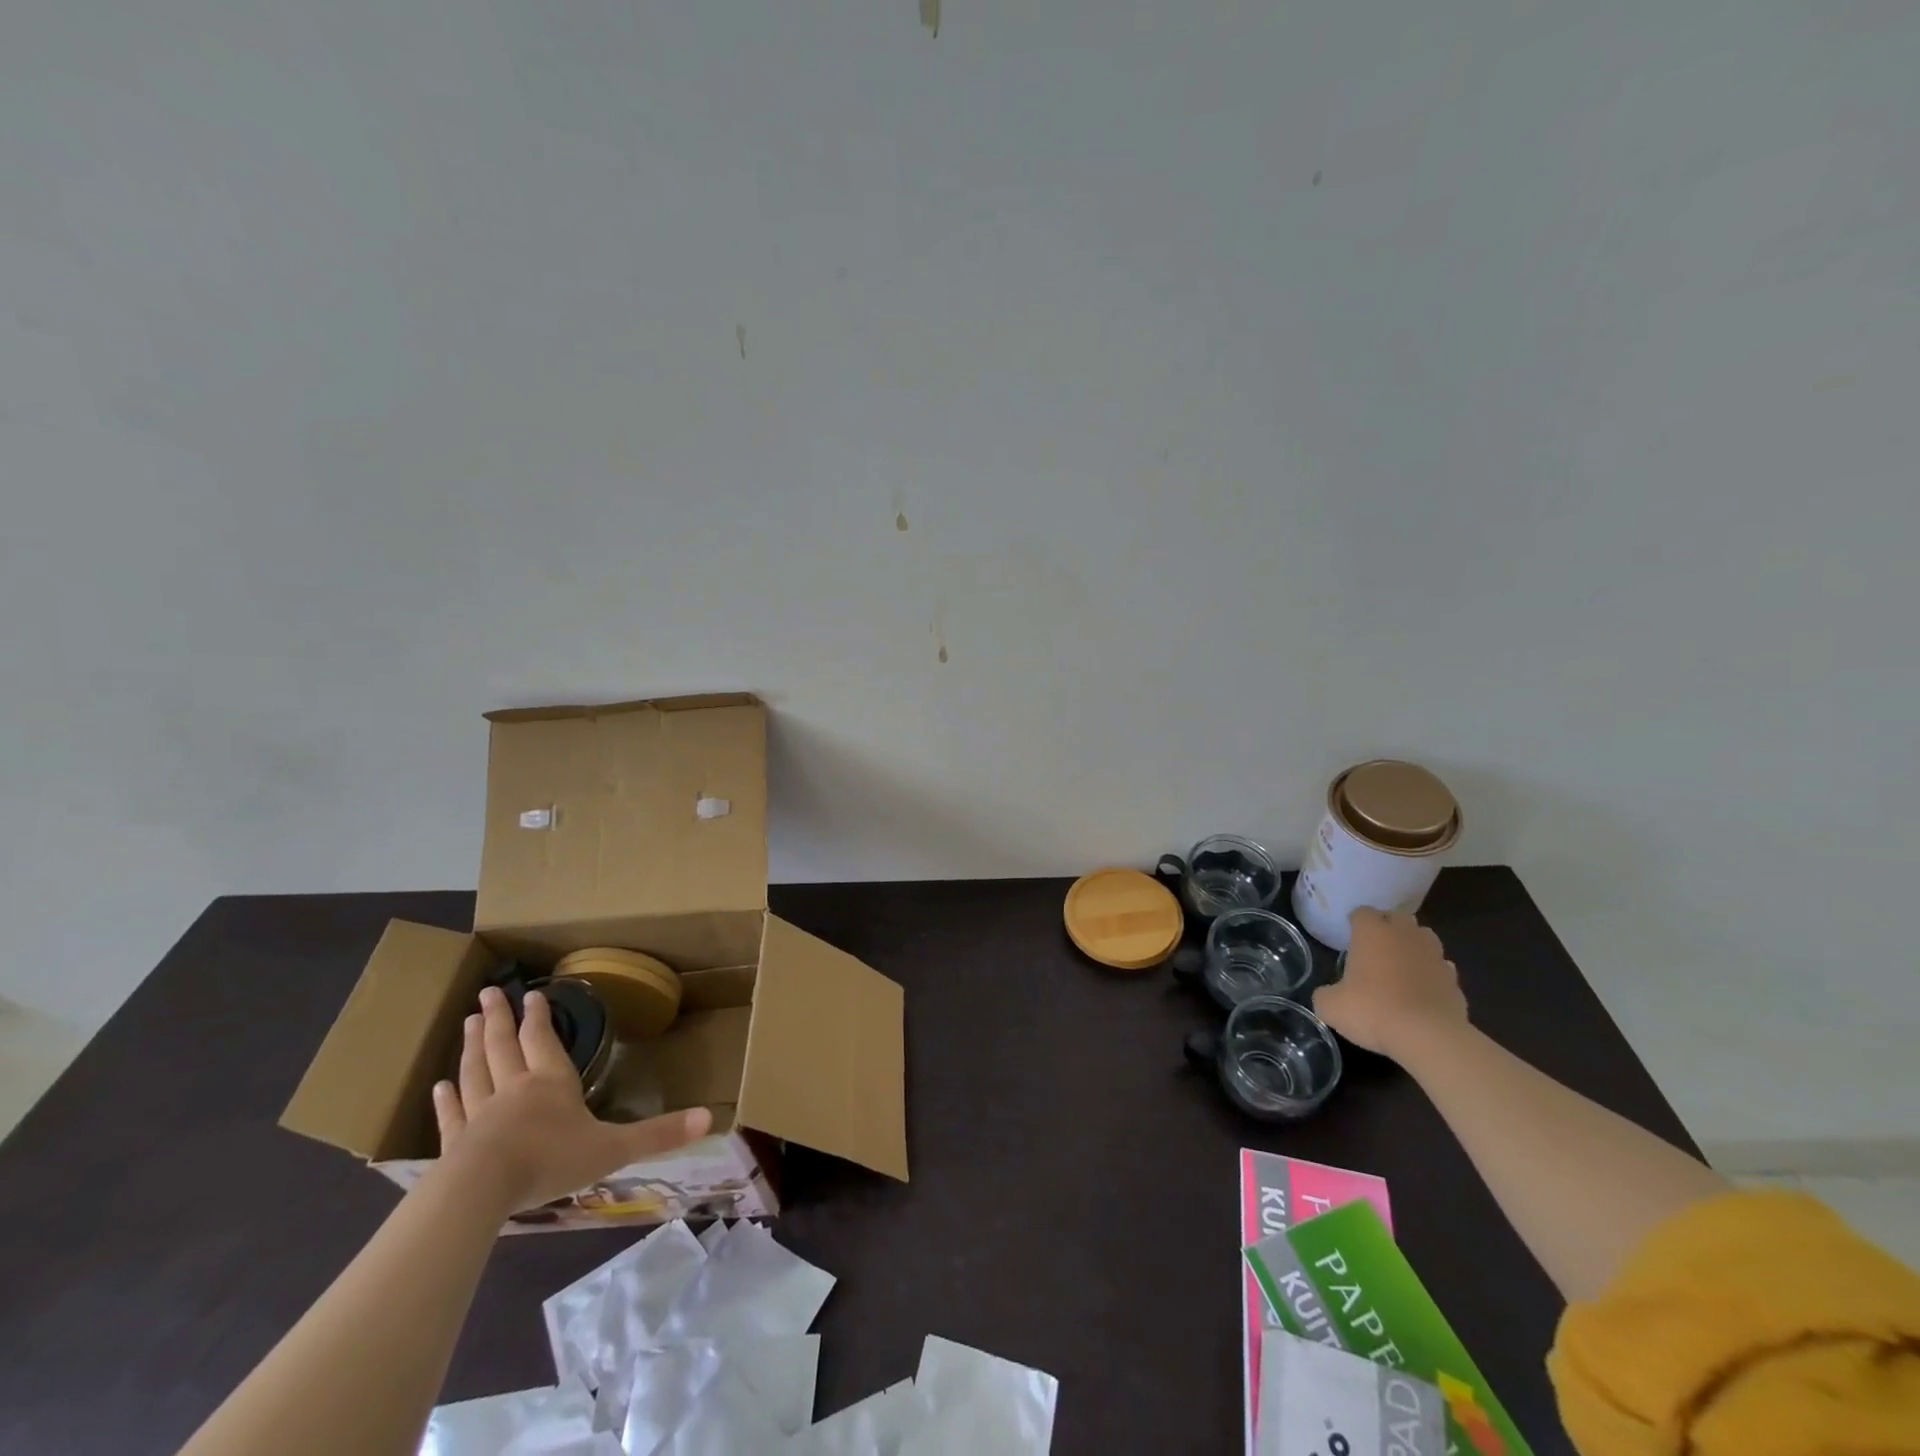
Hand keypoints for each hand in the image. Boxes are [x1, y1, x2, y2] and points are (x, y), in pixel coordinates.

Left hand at [433, 986, 711, 1212]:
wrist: (481, 1191)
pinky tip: (437, 1088)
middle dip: (499, 1019)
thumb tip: (711, 1118)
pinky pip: (452, 1115)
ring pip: (476, 1071)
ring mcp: (480, 1115)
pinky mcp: (455, 1144)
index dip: (539, 1017)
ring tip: (468, 1022)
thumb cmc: (551, 1160)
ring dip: (472, 1046)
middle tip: (489, 994)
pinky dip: (445, 1099)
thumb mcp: (614, 1148)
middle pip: (504, 1046)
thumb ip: (659, 1134)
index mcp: (552, 1083)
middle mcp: (515, 1089)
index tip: (533, 994)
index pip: (544, 1041)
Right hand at [1312, 908, 1466, 1060]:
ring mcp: (1434, 956)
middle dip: (1388, 927)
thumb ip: (1325, 994)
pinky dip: (1432, 973)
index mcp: (1372, 932)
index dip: (1355, 922)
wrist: (1428, 1037)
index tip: (1350, 936)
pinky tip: (1423, 989)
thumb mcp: (1330, 1006)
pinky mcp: (1455, 980)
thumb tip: (1328, 995)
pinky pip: (1441, 967)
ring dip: (1414, 945)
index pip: (1363, 912)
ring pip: (1425, 937)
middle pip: (1398, 917)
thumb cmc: (1372, 1010)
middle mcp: (1405, 935)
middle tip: (1376, 946)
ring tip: (1402, 964)